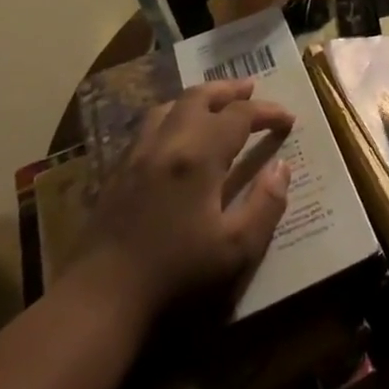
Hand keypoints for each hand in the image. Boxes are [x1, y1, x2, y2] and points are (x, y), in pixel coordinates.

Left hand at [70, 80, 292, 327]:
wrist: (101, 298)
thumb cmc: (176, 274)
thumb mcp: (236, 248)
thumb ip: (265, 204)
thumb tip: (282, 168)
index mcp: (199, 156)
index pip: (239, 116)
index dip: (267, 112)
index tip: (288, 120)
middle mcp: (167, 143)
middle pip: (199, 97)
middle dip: (229, 90)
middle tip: (251, 89)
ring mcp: (137, 155)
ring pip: (169, 107)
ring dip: (198, 99)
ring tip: (215, 104)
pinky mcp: (117, 172)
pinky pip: (148, 127)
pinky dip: (171, 117)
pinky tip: (176, 136)